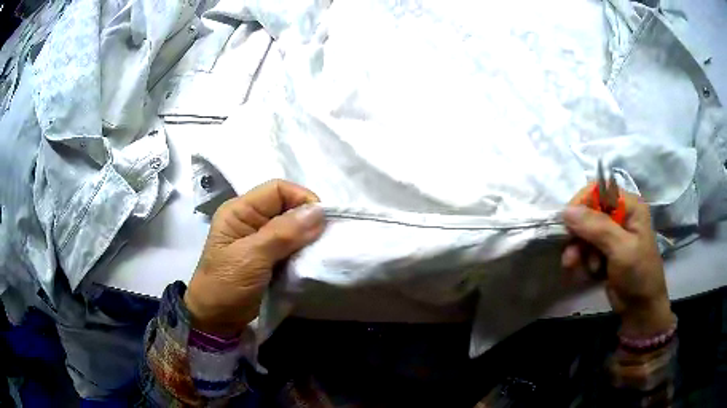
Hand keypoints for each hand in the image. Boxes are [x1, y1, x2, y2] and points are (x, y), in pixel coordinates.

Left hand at [184, 180, 325, 336]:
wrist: (216, 320)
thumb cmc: (226, 285)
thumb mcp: (251, 258)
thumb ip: (283, 233)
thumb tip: (319, 211)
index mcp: (240, 211)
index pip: (278, 189)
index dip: (302, 199)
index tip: (322, 221)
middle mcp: (251, 219)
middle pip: (287, 206)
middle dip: (308, 219)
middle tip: (324, 239)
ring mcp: (260, 239)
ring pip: (293, 226)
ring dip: (308, 237)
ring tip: (320, 250)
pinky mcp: (269, 257)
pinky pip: (292, 245)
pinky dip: (304, 250)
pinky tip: (311, 259)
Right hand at [561, 185, 673, 336]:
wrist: (640, 308)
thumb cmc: (638, 274)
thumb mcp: (620, 249)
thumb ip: (596, 227)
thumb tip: (566, 210)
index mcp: (629, 206)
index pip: (599, 191)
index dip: (581, 204)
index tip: (568, 225)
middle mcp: (620, 215)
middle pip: (589, 213)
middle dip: (578, 235)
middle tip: (572, 256)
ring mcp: (612, 234)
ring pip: (584, 232)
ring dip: (579, 251)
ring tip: (577, 267)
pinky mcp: (605, 251)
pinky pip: (586, 248)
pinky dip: (583, 260)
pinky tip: (588, 273)